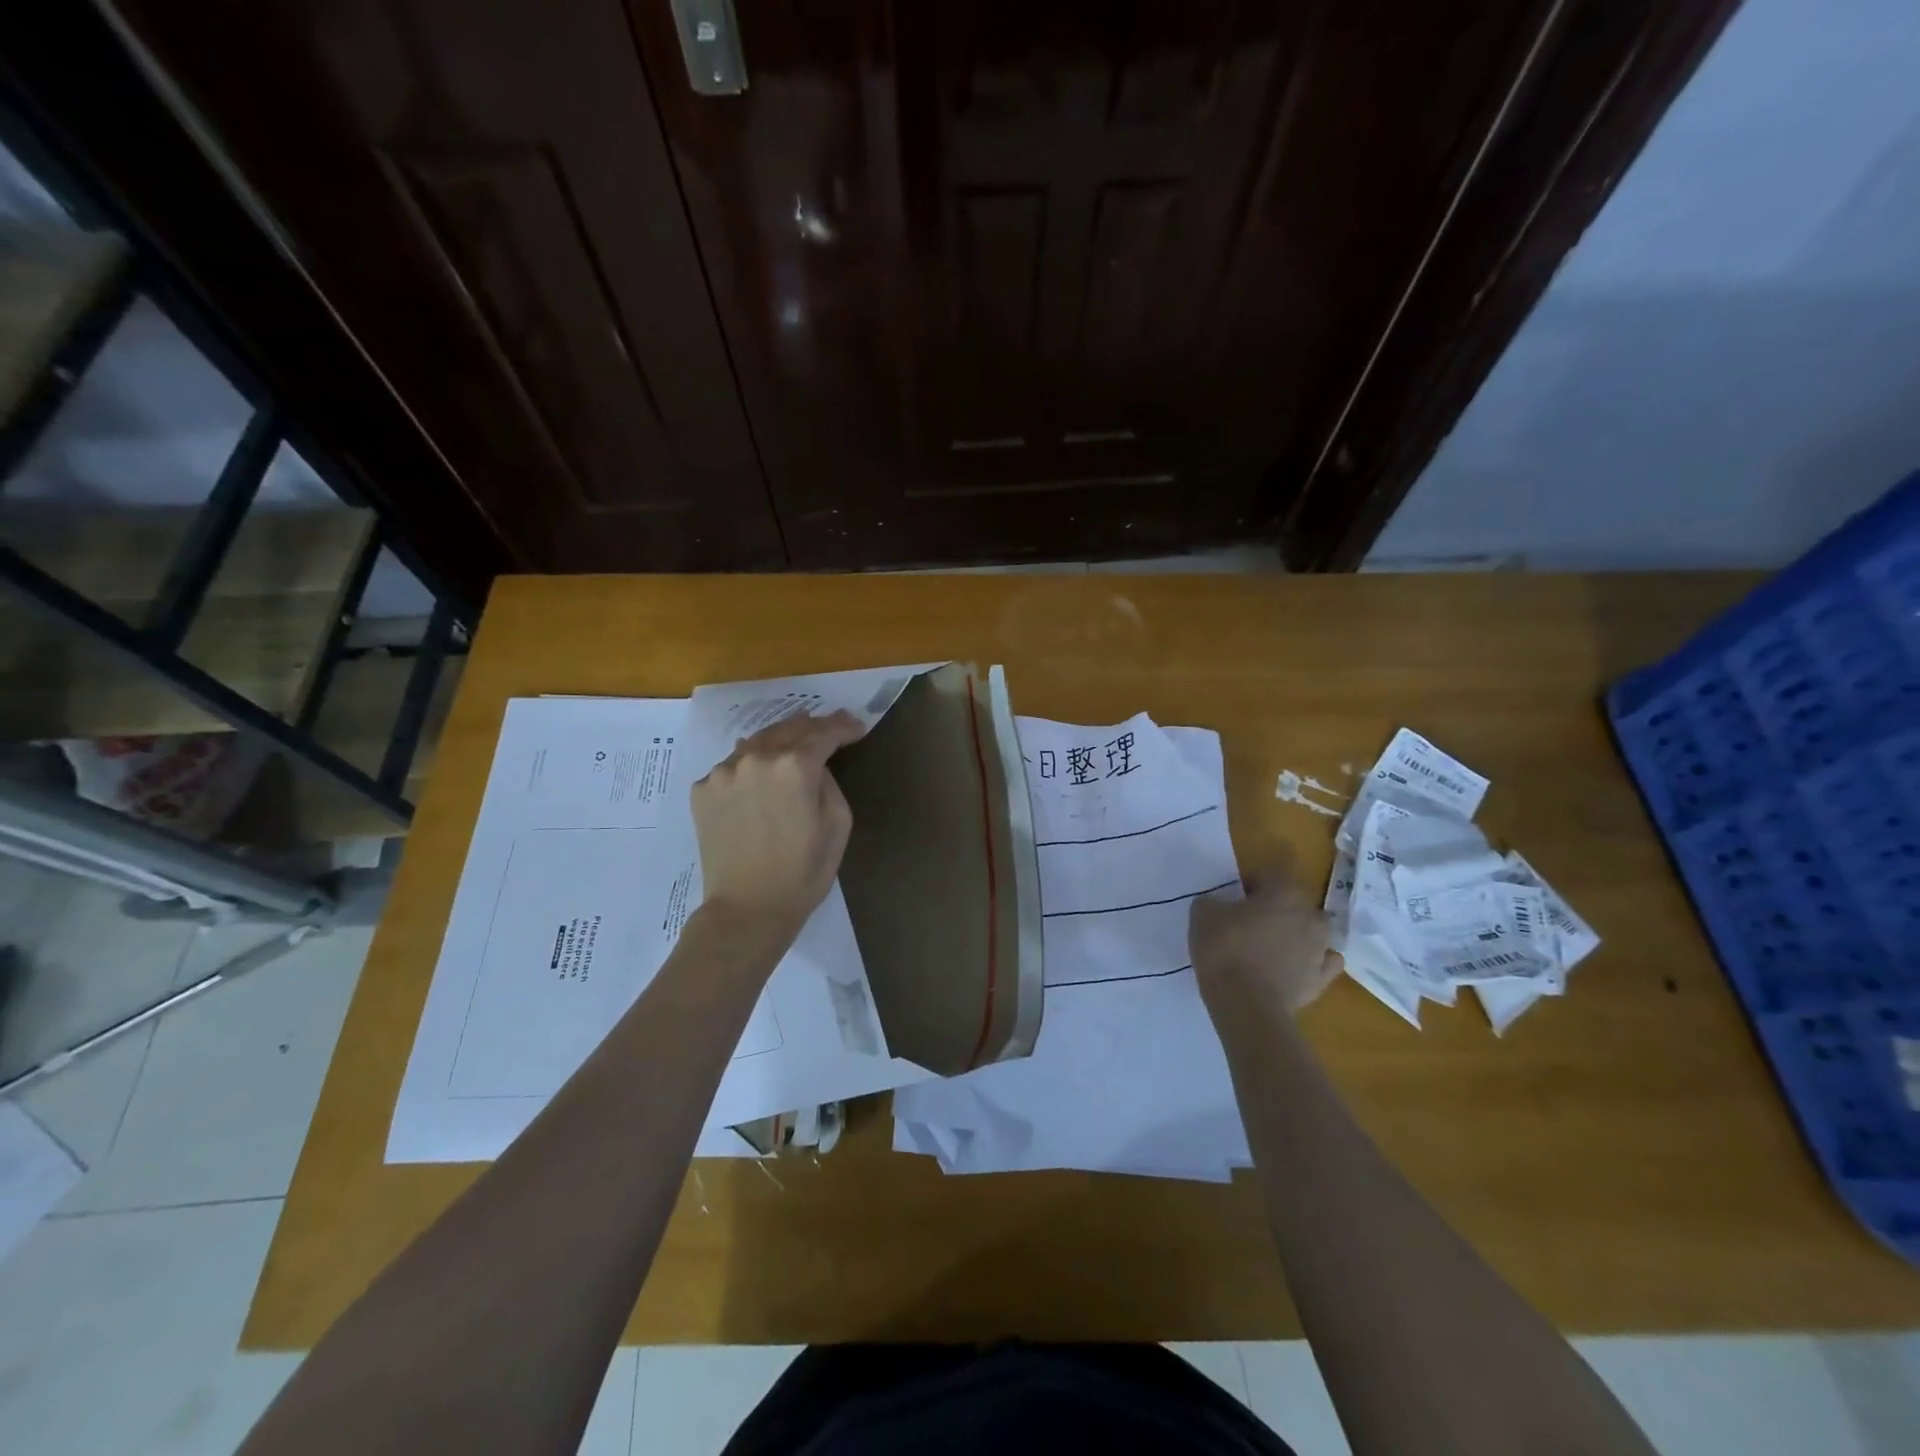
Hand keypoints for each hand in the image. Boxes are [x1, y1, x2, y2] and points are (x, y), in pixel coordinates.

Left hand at [691, 710, 864, 938]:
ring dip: (778, 742)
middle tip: (827, 729)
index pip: (824, 732)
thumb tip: (814, 766)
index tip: (856, 727)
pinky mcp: (703, 789)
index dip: (844, 726)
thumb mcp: (838, 825)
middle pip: (788, 728)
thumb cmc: (803, 873)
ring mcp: (724, 772)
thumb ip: (829, 782)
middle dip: (812, 726)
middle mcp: (756, 758)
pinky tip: (758, 778)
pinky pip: (733, 766)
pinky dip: (750, 766)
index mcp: (795, 766)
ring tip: (791, 745)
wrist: (746, 910)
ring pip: (757, 743)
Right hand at [1189, 856, 1337, 1017]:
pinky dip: (1312, 962)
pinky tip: (1295, 967)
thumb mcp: (1203, 915)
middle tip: (1252, 920)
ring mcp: (1321, 948)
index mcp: (1284, 892)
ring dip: (1297, 933)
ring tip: (1272, 946)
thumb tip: (1220, 905)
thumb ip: (1214, 902)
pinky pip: (1324, 962)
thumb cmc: (1225, 950)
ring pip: (1314, 931)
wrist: (1246, 1005)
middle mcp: (1310, 915)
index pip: (1273, 871)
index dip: (1254, 880)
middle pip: (1296, 901)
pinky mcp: (1322, 979)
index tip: (1237, 894)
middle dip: (1278, 907)